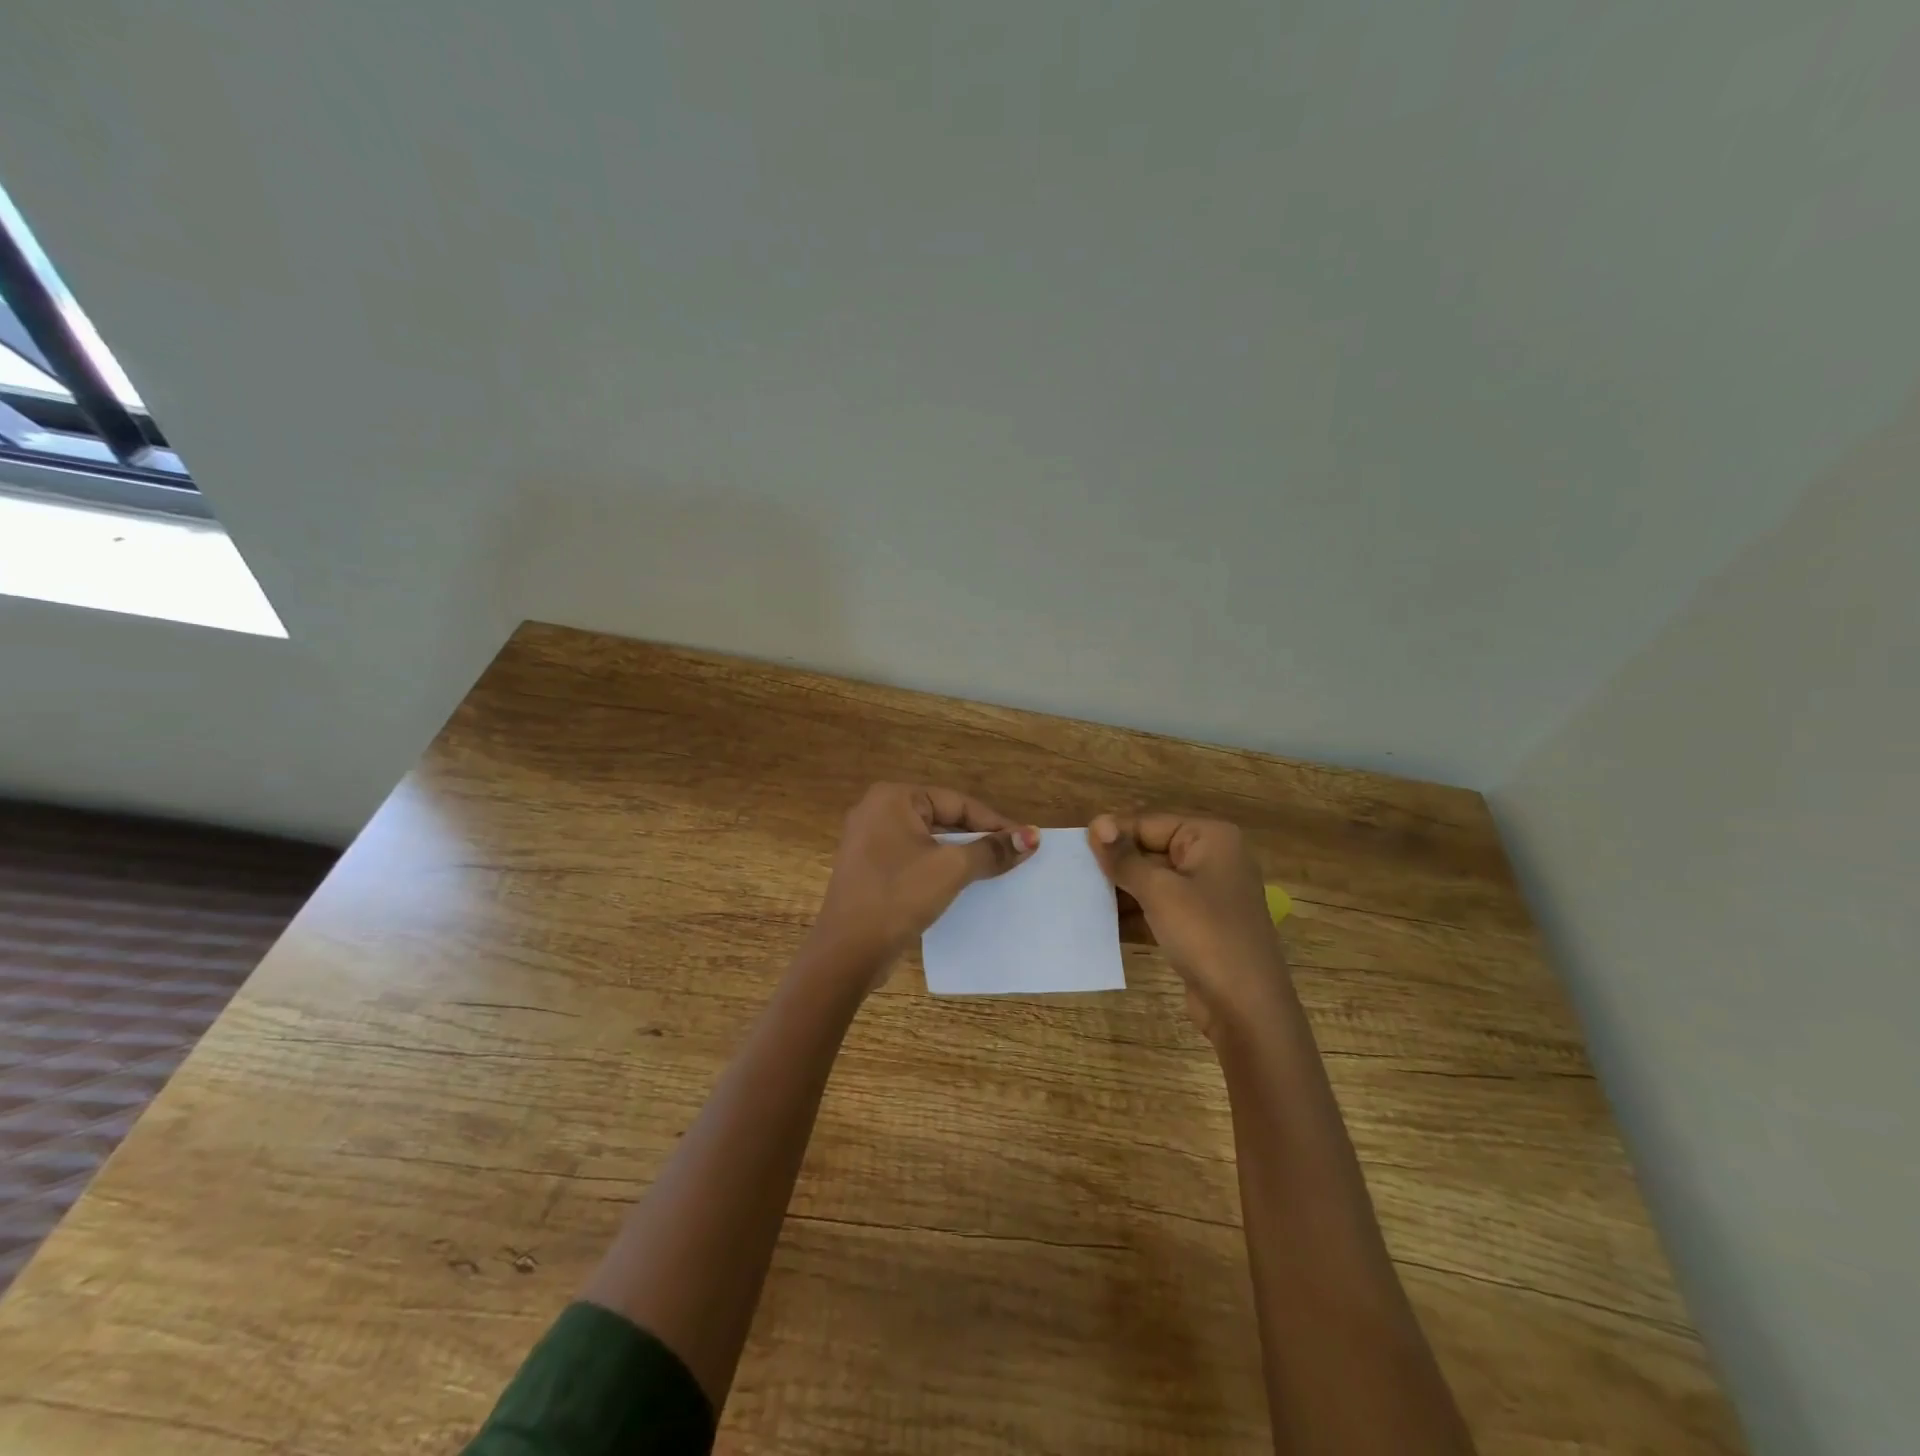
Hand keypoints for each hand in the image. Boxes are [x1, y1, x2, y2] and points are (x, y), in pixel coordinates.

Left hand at [805, 784, 1037, 990]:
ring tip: (994, 871)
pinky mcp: (867, 869)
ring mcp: (868, 841)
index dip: (994, 822)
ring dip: (959, 855)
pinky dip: (937, 868)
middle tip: (1013, 856)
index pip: (957, 803)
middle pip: (942, 818)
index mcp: (892, 798)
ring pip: (928, 841)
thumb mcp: (951, 869)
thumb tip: (1032, 836)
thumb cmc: (898, 896)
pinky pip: (912, 859)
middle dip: (977, 838)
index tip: (1026, 840)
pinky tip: (960, 885)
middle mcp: (876, 811)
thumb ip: (992, 850)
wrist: (847, 952)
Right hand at [1088, 814, 1290, 1037]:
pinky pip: (1159, 908)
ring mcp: (1207, 894)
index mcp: (1210, 838)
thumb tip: (1096, 822)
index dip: (1112, 835)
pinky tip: (1100, 924)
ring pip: (1152, 882)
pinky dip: (1134, 915)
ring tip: (1079, 899)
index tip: (1073, 849)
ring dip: (1120, 892)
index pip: (1149, 823)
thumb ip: (1124, 857)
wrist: (1247, 1008)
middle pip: (1150, 850)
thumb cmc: (1205, 935)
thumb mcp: (1159, 891)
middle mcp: (1212, 859)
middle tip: (1072, 875)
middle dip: (1115, 865)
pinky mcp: (1199, 925)